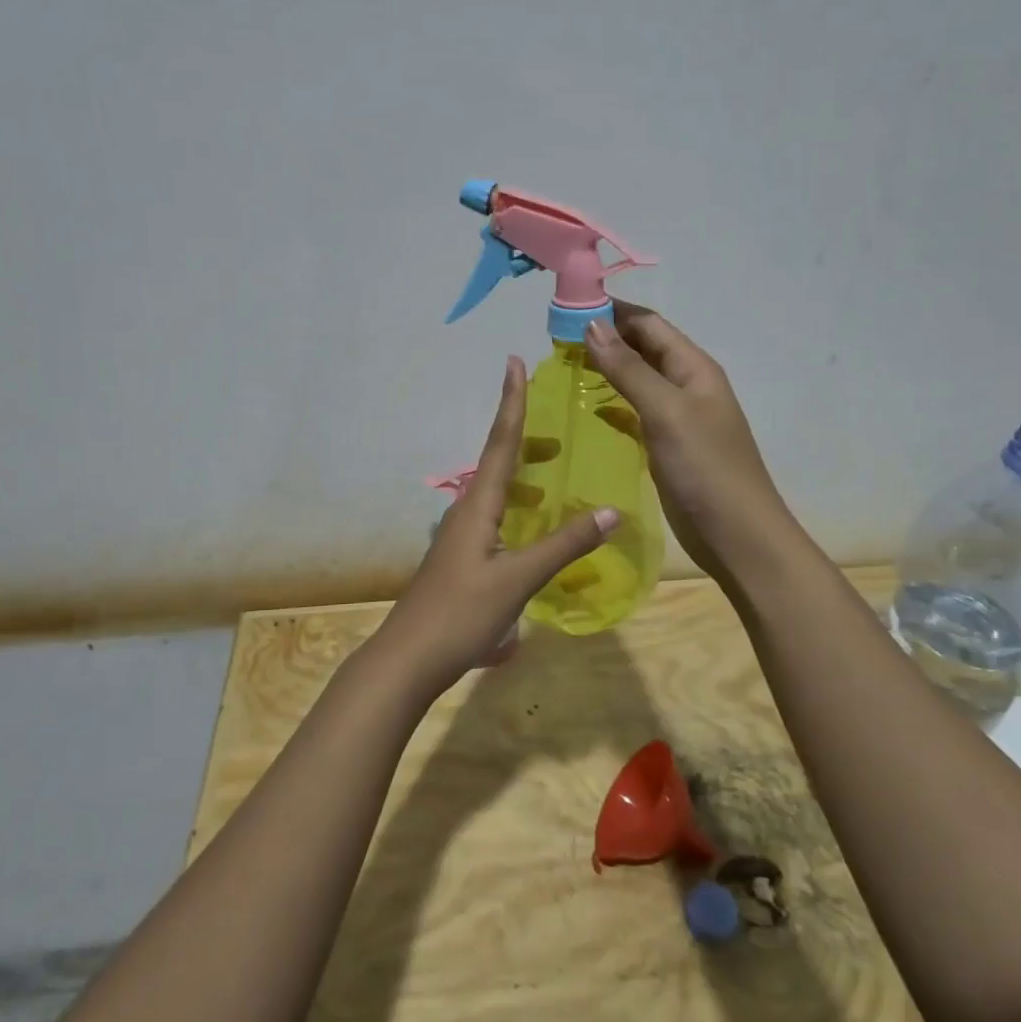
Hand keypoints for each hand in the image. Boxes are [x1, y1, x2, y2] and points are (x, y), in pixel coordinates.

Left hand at [371, 356, 619, 697]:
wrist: (409, 658)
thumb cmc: (461, 613)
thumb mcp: (519, 579)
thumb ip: (565, 545)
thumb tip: (610, 511)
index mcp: (478, 505)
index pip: (500, 442)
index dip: (511, 402)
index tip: (513, 363)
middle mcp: (467, 511)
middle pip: (497, 463)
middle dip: (525, 440)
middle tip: (559, 433)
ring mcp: (461, 537)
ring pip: (496, 492)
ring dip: (523, 477)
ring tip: (554, 479)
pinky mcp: (462, 559)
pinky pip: (495, 518)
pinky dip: (518, 509)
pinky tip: (535, 531)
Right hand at [583, 304, 790, 581]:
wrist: (737, 536)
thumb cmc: (705, 468)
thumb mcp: (666, 412)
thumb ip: (629, 369)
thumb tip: (592, 325)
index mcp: (693, 367)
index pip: (648, 324)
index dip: (611, 311)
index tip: (566, 308)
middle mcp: (685, 385)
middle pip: (642, 348)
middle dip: (604, 337)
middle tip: (555, 338)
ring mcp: (676, 417)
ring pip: (636, 380)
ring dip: (605, 369)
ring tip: (562, 366)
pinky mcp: (665, 445)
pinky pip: (634, 412)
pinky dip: (610, 404)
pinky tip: (585, 407)